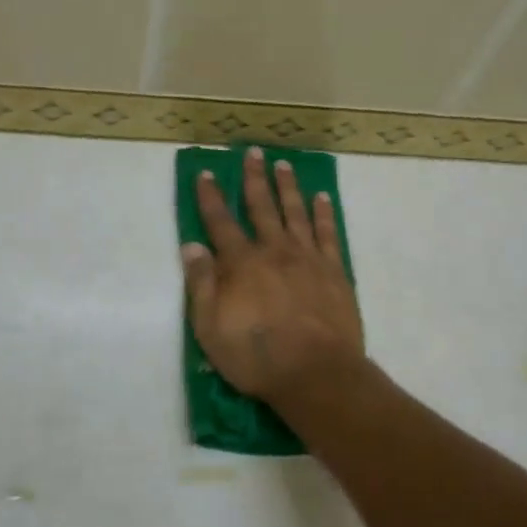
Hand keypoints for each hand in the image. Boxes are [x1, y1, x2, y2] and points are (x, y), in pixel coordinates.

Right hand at [182, 147, 364, 405]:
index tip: (207, 173)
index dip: (211, 197)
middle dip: (254, 179)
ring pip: (296, 212)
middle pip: (262, 207)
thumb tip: (191, 245)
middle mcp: (274, 251)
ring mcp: (308, 258)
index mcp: (241, 263)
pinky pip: (328, 233)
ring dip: (288, 187)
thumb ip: (202, 283)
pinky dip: (324, 213)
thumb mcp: (210, 327)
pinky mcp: (334, 271)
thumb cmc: (256, 355)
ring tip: (284, 165)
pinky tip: (322, 198)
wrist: (316, 373)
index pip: (220, 222)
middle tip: (254, 152)